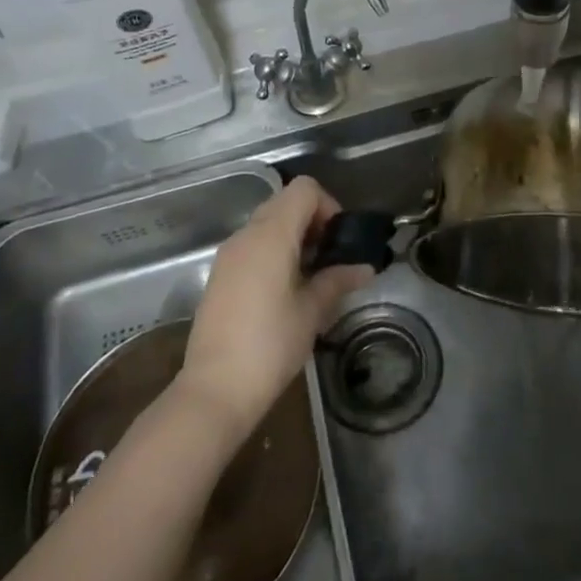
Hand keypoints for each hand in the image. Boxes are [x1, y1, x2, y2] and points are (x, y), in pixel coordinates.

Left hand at [178, 177, 373, 442]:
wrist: (215, 390)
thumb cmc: (270, 345)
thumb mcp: (313, 311)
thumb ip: (338, 280)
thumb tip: (365, 268)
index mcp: (272, 235)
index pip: (304, 190)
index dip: (328, 206)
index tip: (339, 240)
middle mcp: (246, 235)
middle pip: (285, 202)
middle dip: (313, 221)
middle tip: (331, 258)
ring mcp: (229, 254)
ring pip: (268, 223)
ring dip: (293, 237)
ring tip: (311, 276)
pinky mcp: (220, 275)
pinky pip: (252, 245)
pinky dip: (274, 251)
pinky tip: (285, 289)